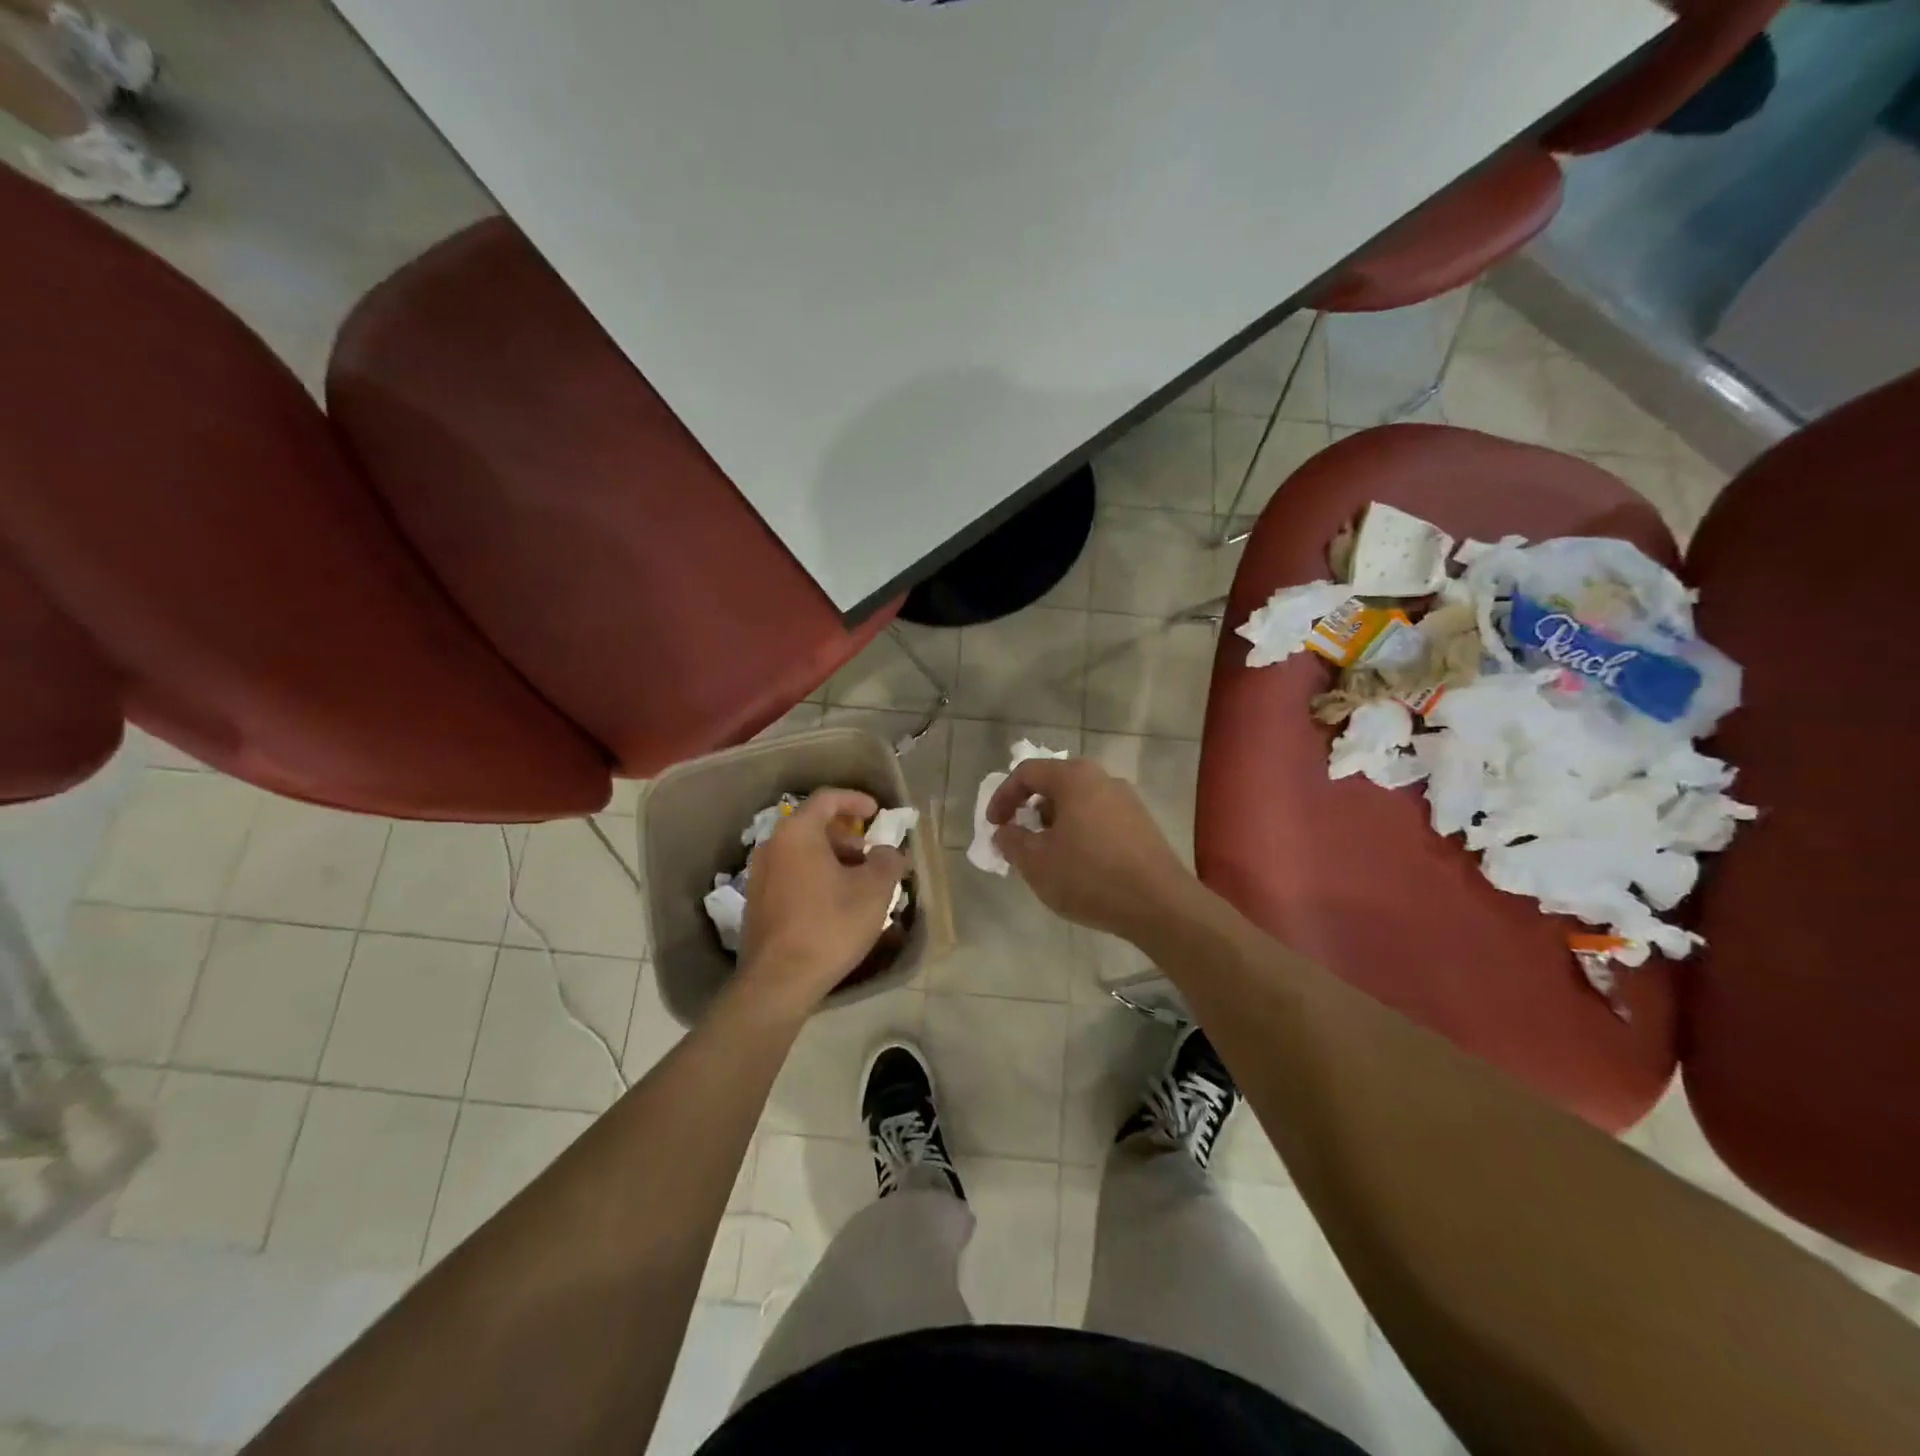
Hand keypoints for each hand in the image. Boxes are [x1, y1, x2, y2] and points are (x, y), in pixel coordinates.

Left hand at [736, 789, 908, 1015]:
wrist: (779, 981)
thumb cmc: (830, 925)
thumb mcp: (874, 890)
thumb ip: (887, 860)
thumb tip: (888, 851)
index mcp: (797, 833)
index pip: (827, 799)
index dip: (855, 799)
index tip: (877, 812)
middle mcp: (772, 846)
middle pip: (813, 826)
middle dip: (847, 836)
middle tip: (872, 855)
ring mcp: (759, 876)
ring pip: (802, 853)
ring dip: (833, 859)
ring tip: (859, 884)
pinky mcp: (757, 903)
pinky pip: (792, 875)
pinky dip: (816, 877)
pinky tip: (835, 905)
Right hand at [987, 757, 1197, 942]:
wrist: (1160, 905)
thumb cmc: (1090, 877)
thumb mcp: (1037, 863)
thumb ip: (1012, 842)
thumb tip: (1005, 831)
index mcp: (1074, 778)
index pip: (1027, 773)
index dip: (1003, 797)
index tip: (995, 826)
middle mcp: (1103, 778)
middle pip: (1055, 783)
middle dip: (1031, 809)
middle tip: (1020, 837)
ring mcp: (1127, 800)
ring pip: (1079, 801)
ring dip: (1056, 822)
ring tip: (1049, 854)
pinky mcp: (1142, 823)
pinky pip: (1100, 816)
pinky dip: (1080, 831)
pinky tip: (1080, 863)